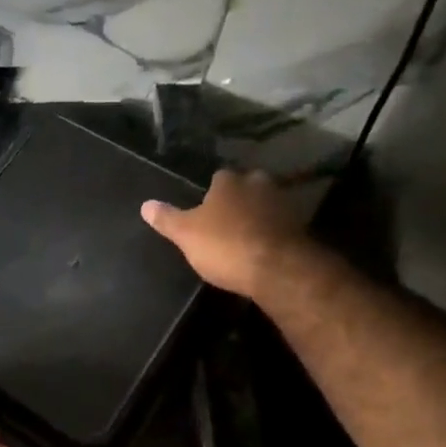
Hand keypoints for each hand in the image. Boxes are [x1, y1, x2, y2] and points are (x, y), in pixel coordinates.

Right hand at [141, 169, 308, 300]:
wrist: (277, 269)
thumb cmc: (224, 245)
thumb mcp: (186, 235)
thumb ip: (167, 219)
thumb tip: (145, 205)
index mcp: (229, 181)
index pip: (218, 177)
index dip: (211, 192)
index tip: (205, 208)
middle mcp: (259, 184)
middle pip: (246, 187)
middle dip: (238, 200)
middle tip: (225, 221)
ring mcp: (283, 204)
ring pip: (265, 205)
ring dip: (257, 216)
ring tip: (243, 237)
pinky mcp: (300, 227)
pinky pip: (280, 226)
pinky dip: (271, 233)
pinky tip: (262, 249)